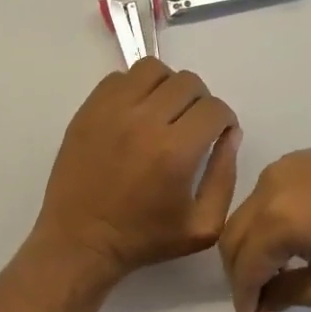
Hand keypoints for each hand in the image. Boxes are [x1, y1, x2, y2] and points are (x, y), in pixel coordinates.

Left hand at [34, 58, 241, 279]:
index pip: (214, 108)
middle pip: (188, 82)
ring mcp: (112, 110)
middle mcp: (144, 121)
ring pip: (153, 70)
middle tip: (192, 124)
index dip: (223, 120)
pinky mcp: (88, 109)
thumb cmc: (144, 239)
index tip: (217, 134)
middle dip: (200, 101)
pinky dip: (134, 88)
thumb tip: (230, 135)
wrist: (80, 241)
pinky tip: (135, 114)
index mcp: (175, 151)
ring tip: (163, 111)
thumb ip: (225, 177)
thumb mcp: (203, 226)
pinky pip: (119, 78)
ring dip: (167, 86)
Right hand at [219, 142, 310, 311]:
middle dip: (239, 271)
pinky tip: (292, 238)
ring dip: (252, 244)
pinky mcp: (298, 159)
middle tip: (255, 299)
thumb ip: (290, 296)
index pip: (244, 266)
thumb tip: (263, 305)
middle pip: (234, 235)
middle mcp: (267, 189)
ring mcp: (282, 168)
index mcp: (275, 222)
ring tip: (274, 270)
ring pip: (248, 212)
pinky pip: (267, 193)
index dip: (243, 297)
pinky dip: (267, 220)